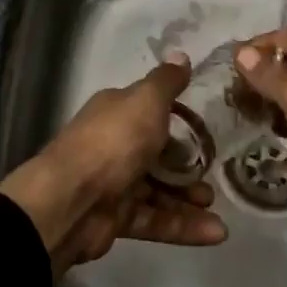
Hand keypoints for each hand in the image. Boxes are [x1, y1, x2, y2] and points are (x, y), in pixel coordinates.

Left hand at [0, 52, 227, 273]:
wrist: (71, 200)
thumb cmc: (113, 142)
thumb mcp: (146, 101)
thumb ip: (166, 82)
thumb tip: (180, 54)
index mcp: (116, 113)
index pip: (150, 112)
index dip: (177, 120)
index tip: (205, 130)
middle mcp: (113, 145)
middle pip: (156, 155)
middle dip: (187, 166)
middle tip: (213, 173)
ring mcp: (114, 184)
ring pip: (159, 191)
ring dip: (189, 200)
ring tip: (216, 206)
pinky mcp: (116, 219)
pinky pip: (155, 220)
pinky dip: (184, 227)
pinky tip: (215, 233)